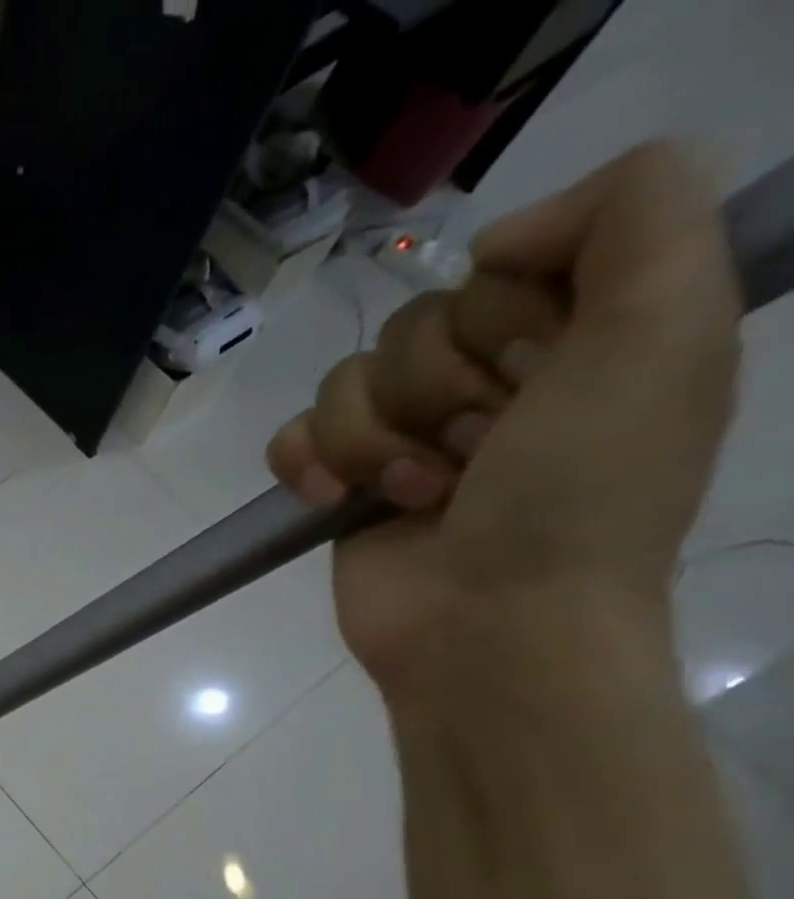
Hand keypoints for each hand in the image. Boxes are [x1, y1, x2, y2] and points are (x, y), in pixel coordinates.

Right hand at [266, 142, 741, 697]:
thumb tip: (493, 239)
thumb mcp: (665, 328)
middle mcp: (492, 377)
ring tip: (421, 495)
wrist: (488, 627)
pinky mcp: (340, 484)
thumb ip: (635, 211)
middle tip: (481, 453)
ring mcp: (408, 435)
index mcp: (582, 332)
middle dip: (438, 392)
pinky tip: (331, 500)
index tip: (542, 382)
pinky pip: (293, 434)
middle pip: (413, 323)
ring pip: (345, 382)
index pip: (500, 263)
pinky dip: (307, 464)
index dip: (507, 319)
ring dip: (376, 442)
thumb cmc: (579, 497)